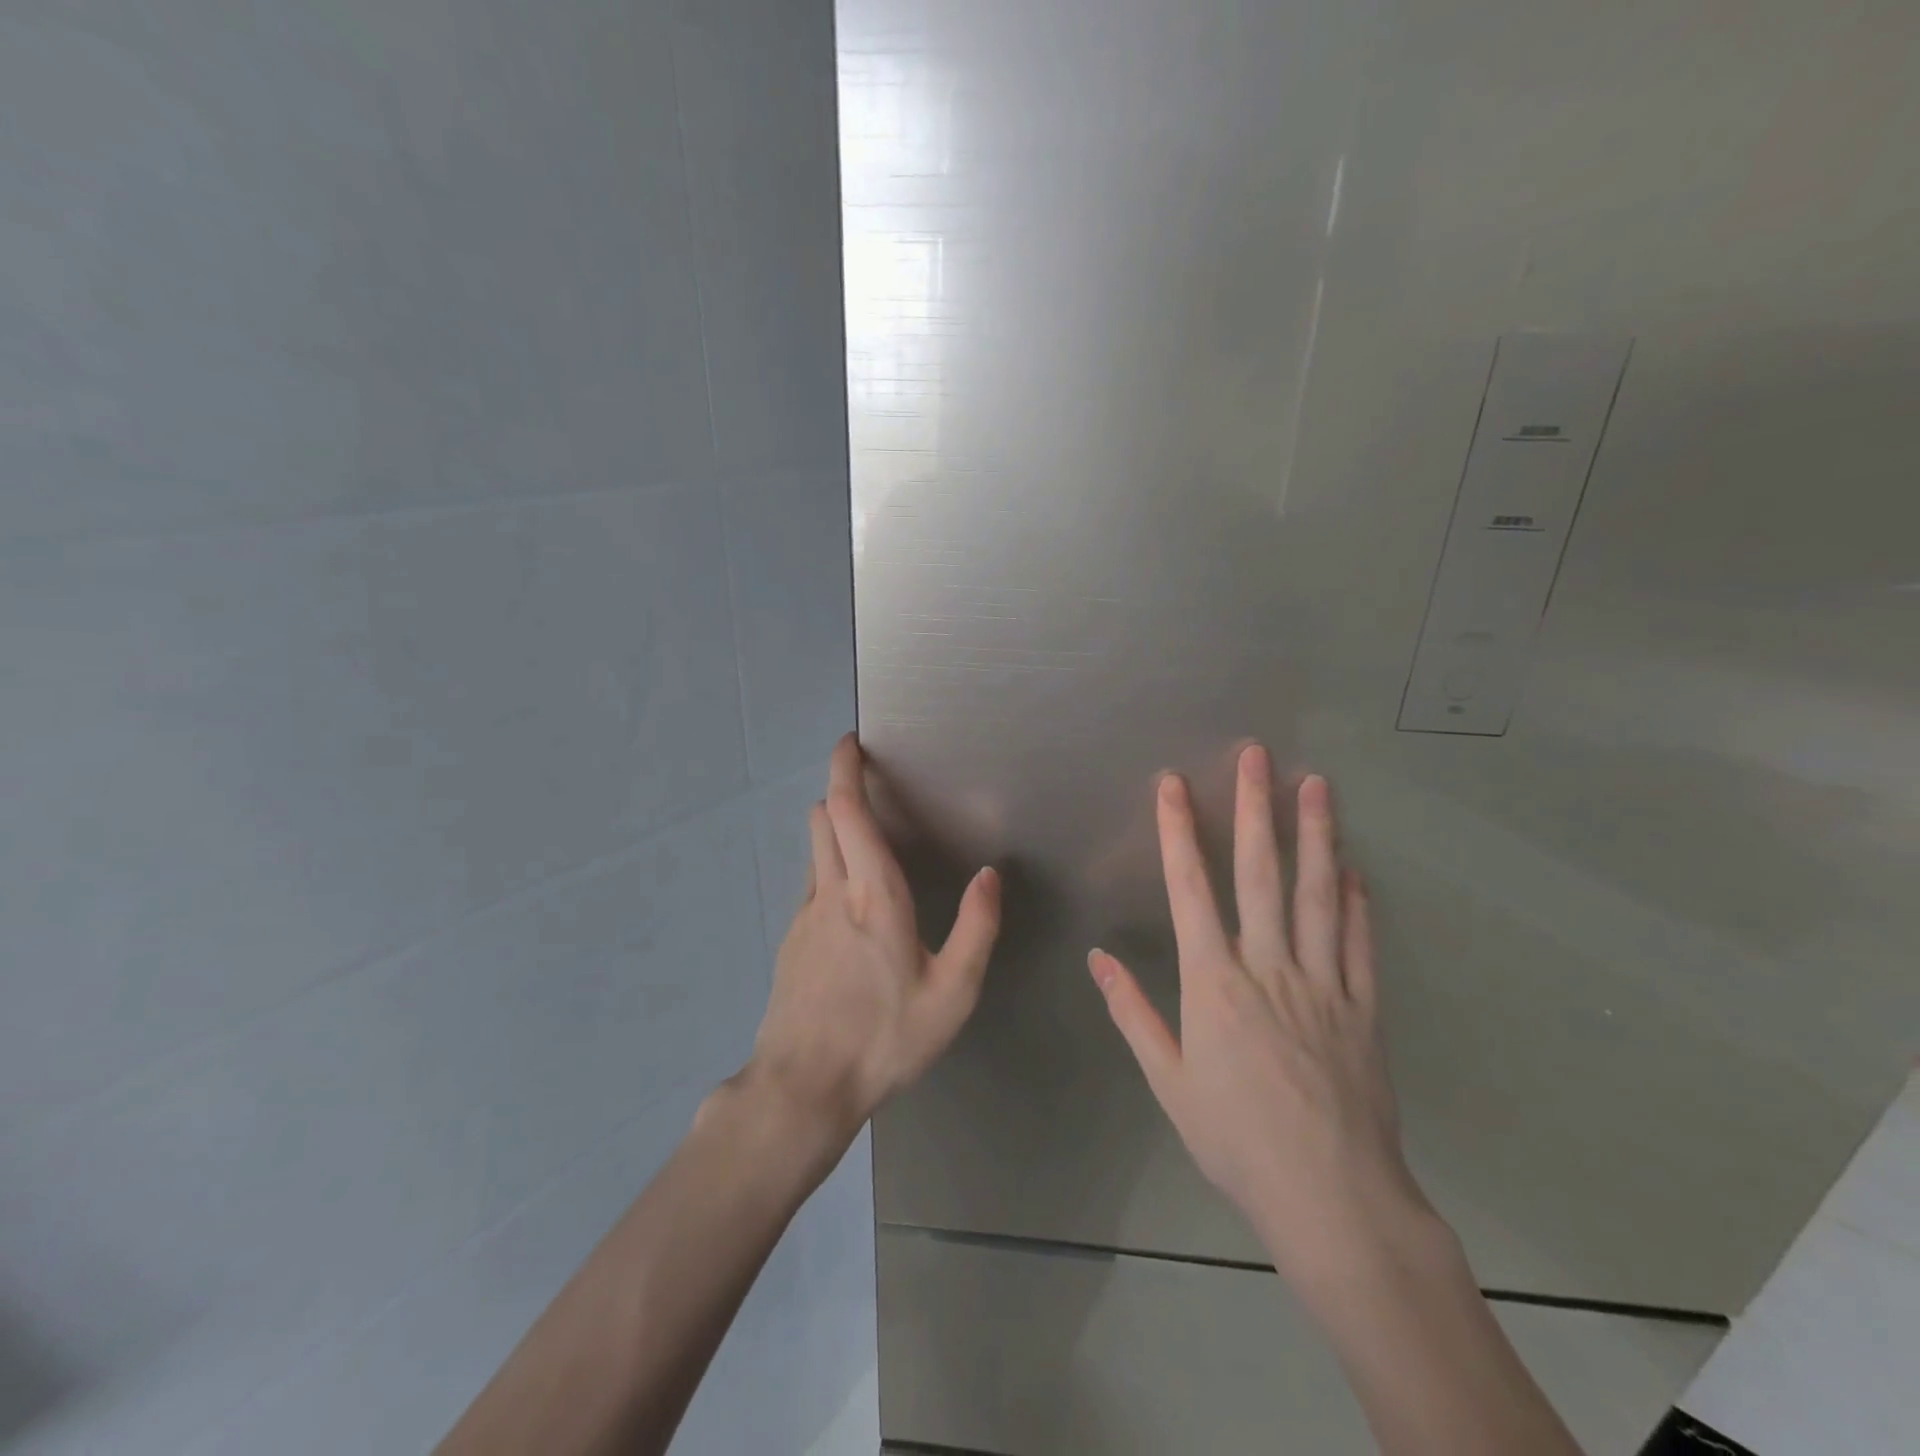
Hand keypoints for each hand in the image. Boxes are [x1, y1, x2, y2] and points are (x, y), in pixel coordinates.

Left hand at [746, 734, 1000, 1142]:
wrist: (803, 1088)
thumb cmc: (884, 1039)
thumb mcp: (952, 993)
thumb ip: (977, 928)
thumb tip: (989, 874)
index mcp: (873, 895)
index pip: (848, 812)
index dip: (845, 770)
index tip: (849, 743)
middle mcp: (832, 892)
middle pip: (824, 819)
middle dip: (841, 792)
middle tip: (870, 788)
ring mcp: (804, 916)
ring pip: (815, 850)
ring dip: (834, 829)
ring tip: (867, 841)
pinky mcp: (791, 940)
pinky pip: (812, 884)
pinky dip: (830, 868)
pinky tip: (853, 907)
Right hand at [1089, 745, 1431, 1288]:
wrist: (1330, 1197)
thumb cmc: (1236, 1138)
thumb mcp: (1168, 1082)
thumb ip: (1133, 1013)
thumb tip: (1098, 959)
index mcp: (1214, 983)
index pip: (1190, 890)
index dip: (1180, 833)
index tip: (1174, 785)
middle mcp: (1268, 967)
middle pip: (1260, 874)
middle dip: (1254, 809)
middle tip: (1257, 756)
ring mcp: (1322, 983)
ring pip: (1317, 894)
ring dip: (1316, 835)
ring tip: (1316, 785)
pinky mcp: (1363, 1007)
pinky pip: (1360, 944)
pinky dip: (1358, 902)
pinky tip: (1355, 868)